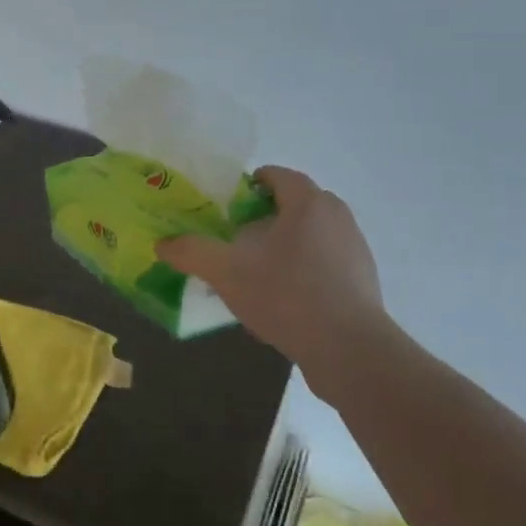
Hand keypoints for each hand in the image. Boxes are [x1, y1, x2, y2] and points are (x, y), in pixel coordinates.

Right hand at [159, 166, 387, 385]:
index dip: (246, 186)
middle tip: (235, 241)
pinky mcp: (362, 280)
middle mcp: (337, 217)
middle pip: (293, 205)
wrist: (349, 350)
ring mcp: (355, 249)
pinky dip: (302, 271)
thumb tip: (163, 244)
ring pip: (309, 235)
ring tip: (255, 274)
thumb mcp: (226, 272)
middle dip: (262, 219)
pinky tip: (282, 301)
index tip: (225, 209)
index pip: (276, 175)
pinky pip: (324, 263)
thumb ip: (192, 252)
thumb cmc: (286, 295)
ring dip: (282, 246)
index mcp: (308, 203)